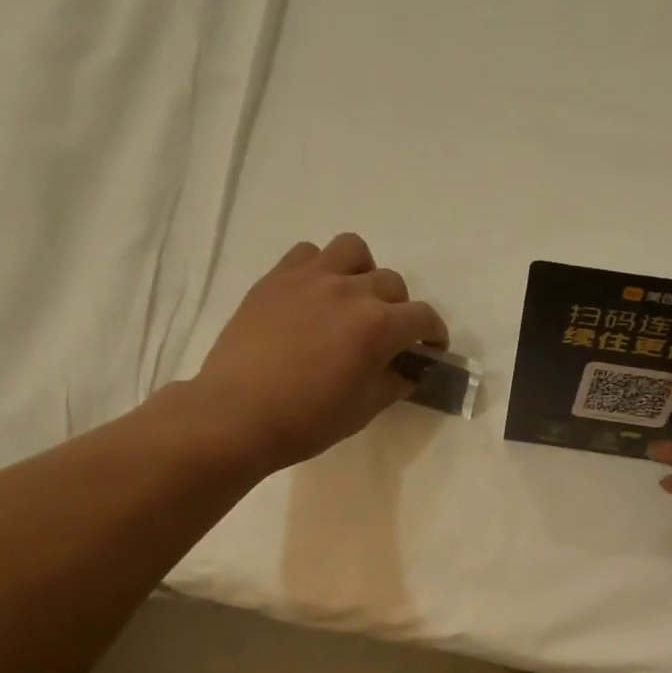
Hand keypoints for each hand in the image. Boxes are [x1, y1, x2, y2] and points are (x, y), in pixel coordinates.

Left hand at [188, 234, 448, 470]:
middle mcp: (350, 291)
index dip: (433, 333)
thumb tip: (407, 371)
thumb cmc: (306, 421)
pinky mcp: (277, 277)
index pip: (422, 317)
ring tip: (352, 299)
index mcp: (378, 327)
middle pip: (392, 283)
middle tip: (387, 335)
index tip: (430, 348)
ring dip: (363, 272)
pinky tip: (314, 295)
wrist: (237, 415)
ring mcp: (311, 278)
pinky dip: (321, 268)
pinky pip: (309, 253)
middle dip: (399, 309)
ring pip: (353, 250)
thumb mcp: (362, 411)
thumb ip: (393, 384)